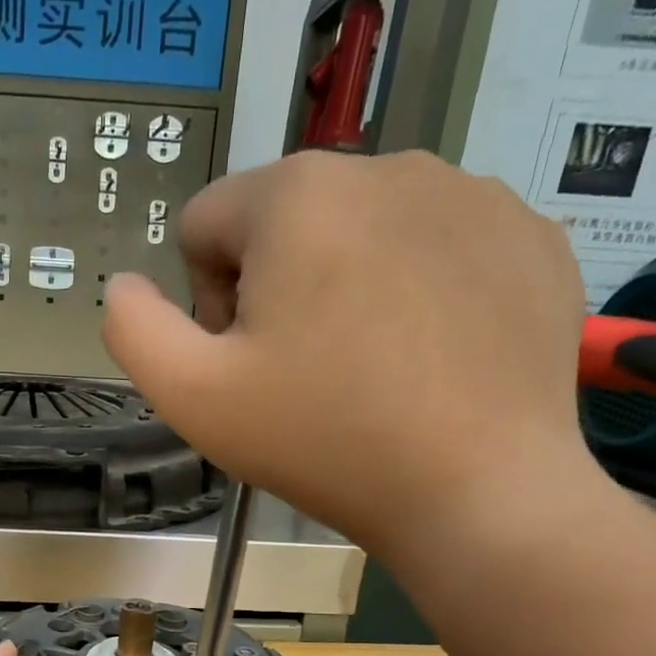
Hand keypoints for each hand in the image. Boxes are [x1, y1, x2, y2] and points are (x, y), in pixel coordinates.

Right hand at [102, 150, 602, 565]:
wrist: (478, 491)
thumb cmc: (322, 439)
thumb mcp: (192, 395)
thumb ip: (133, 329)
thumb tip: (125, 285)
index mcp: (295, 194)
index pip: (205, 224)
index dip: (205, 301)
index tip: (246, 363)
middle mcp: (387, 164)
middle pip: (286, 223)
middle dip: (275, 289)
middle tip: (304, 374)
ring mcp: (474, 193)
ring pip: (363, 231)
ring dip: (346, 286)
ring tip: (370, 369)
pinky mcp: (530, 234)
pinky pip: (438, 246)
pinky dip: (420, 291)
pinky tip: (430, 359)